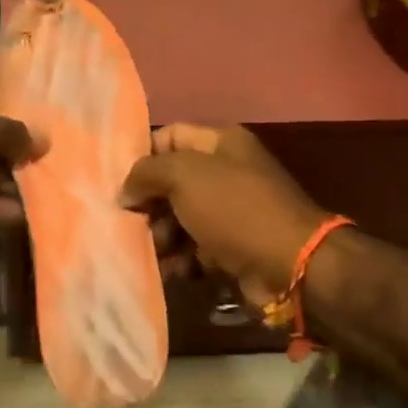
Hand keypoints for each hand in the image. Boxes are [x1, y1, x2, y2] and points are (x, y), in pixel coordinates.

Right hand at [120, 124, 326, 304]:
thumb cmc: (235, 209)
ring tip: (157, 251)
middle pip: (171, 181)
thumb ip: (146, 173)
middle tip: (133, 223)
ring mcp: (230, 211)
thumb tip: (126, 190)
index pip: (168, 136)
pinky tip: (175, 271)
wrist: (290, 265)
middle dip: (149, 203)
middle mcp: (226, 172)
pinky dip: (181, 259)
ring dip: (162, 236)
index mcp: (220, 143)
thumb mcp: (184, 176)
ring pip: (179, 218)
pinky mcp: (232, 247)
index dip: (142, 156)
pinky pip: (194, 248)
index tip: (117, 182)